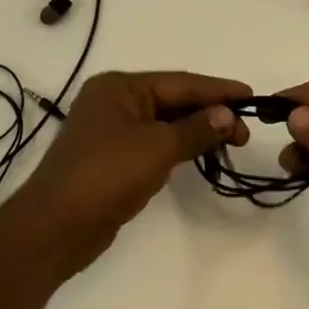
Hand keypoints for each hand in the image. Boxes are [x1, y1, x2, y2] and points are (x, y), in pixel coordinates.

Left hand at [13, 71, 249, 271]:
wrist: (56, 227)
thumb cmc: (106, 175)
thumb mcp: (157, 147)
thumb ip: (195, 129)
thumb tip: (228, 115)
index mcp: (119, 87)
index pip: (180, 82)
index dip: (218, 90)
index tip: (252, 97)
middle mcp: (114, 102)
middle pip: (173, 101)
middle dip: (210, 113)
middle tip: (246, 132)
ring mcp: (112, 132)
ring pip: (165, 124)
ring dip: (197, 131)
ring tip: (232, 143)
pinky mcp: (114, 160)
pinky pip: (155, 144)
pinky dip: (180, 148)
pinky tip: (202, 155)